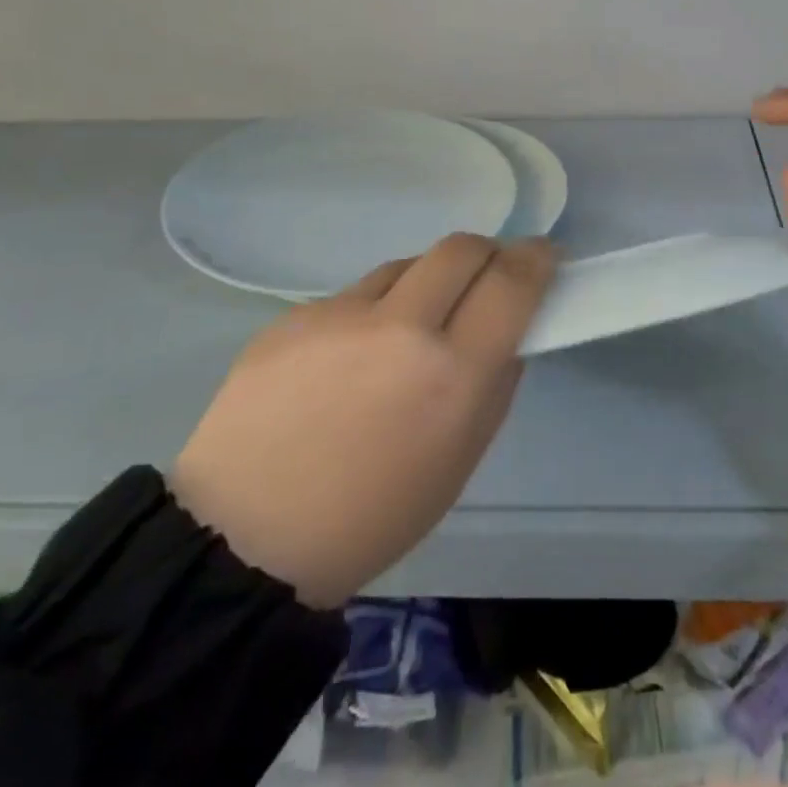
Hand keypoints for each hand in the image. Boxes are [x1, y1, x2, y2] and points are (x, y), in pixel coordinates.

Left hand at [170, 235, 554, 607]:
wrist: (244, 538)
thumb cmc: (371, 517)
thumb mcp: (460, 460)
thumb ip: (495, 382)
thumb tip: (508, 328)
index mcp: (453, 376)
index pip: (512, 282)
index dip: (536, 258)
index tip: (543, 255)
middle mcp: (401, 328)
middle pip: (461, 247)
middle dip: (486, 253)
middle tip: (486, 278)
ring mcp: (340, 315)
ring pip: (405, 266)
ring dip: (425, 283)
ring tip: (407, 330)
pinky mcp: (293, 315)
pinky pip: (353, 295)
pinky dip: (371, 311)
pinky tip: (348, 359)